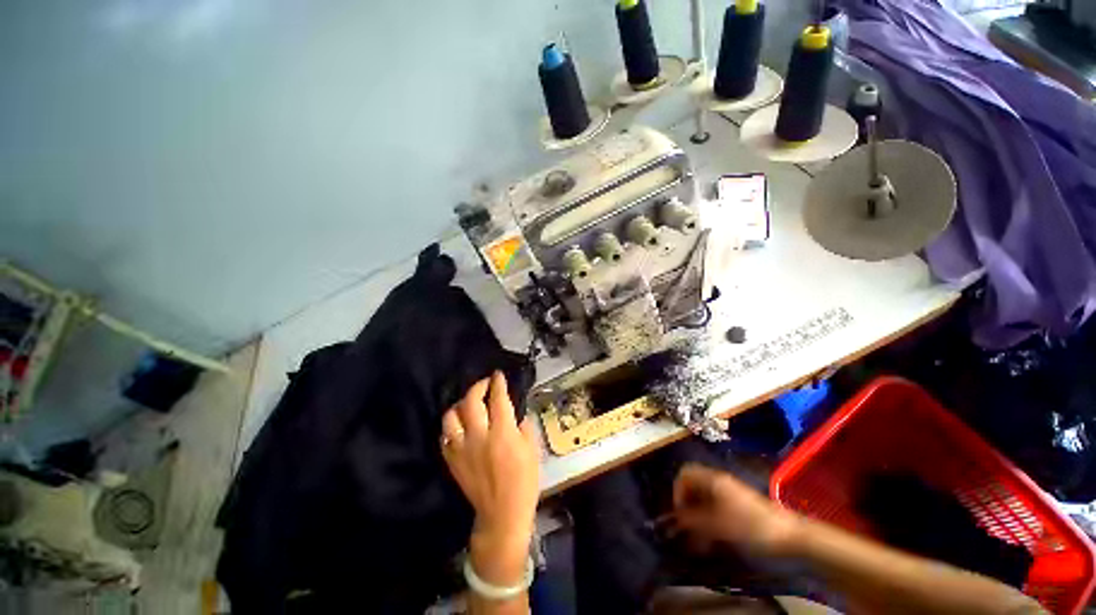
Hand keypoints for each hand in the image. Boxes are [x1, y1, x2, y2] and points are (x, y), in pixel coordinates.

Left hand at [441, 371, 540, 584]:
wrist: (502, 513)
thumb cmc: (523, 481)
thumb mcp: (532, 450)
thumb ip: (524, 427)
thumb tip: (516, 415)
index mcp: (502, 432)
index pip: (498, 399)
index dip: (497, 383)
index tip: (498, 375)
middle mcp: (479, 436)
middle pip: (471, 401)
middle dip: (478, 386)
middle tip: (485, 383)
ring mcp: (462, 448)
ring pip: (451, 416)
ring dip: (460, 404)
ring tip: (468, 403)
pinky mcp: (452, 460)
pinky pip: (445, 436)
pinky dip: (451, 426)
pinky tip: (459, 425)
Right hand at [672, 463, 799, 555]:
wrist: (790, 536)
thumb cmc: (750, 526)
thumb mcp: (718, 525)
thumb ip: (693, 520)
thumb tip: (674, 518)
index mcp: (712, 479)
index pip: (684, 474)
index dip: (677, 491)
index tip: (679, 514)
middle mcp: (718, 481)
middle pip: (693, 486)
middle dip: (686, 506)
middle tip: (687, 528)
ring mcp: (729, 492)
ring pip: (703, 499)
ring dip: (697, 516)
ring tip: (699, 540)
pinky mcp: (738, 505)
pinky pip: (715, 507)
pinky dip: (709, 520)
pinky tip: (712, 539)